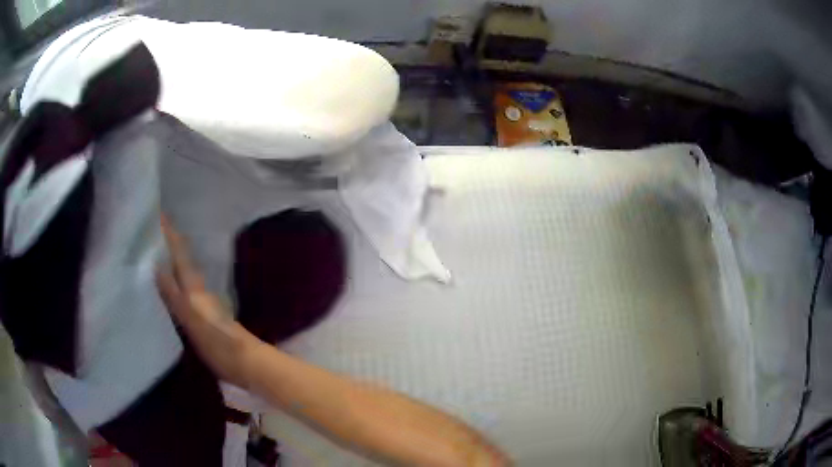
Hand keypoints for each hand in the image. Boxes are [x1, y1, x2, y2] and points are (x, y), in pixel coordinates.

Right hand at [155, 216, 255, 388]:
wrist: (246, 364)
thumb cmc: (219, 343)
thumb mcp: (192, 319)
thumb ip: (174, 295)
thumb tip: (157, 266)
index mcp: (194, 287)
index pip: (180, 253)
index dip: (170, 234)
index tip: (158, 214)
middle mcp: (198, 290)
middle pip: (181, 260)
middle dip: (167, 244)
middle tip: (149, 232)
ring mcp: (202, 303)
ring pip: (182, 274)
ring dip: (170, 262)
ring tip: (151, 254)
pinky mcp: (203, 316)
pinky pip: (183, 291)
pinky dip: (174, 282)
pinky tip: (166, 287)